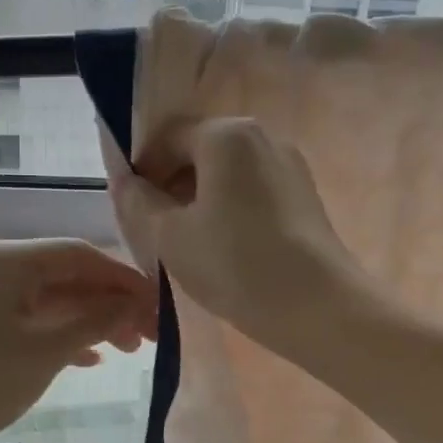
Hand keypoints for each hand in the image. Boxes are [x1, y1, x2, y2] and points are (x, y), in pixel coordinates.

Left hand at [0, 239, 155, 442]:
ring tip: (130, 349)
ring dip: (91, 321)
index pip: (80, 254)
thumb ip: (95, 322)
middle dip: (111, 303)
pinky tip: (89, 358)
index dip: (124, 279)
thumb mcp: (45, 350)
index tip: (160, 306)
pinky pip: (32, 321)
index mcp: (8, 260)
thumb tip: (135, 305)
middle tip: (152, 336)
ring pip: (52, 300)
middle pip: (68, 275)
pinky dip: (63, 335)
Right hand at [113, 117, 363, 361]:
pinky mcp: (304, 195)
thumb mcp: (170, 237)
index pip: (168, 137)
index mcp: (226, 135)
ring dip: (200, 198)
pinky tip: (224, 247)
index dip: (143, 170)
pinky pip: (253, 189)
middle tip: (155, 228)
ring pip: (228, 173)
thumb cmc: (235, 264)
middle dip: (171, 184)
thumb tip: (124, 181)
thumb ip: (138, 202)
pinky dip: (229, 208)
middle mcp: (262, 136)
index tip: (132, 208)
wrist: (319, 307)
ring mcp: (289, 165)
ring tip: (188, 242)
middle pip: (200, 151)